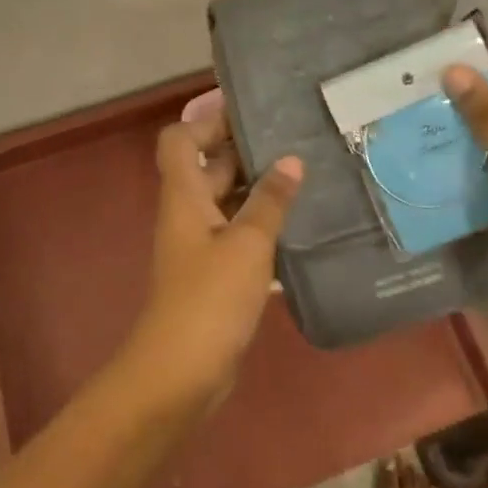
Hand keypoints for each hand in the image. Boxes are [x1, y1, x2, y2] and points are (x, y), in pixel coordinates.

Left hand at [122, 103, 303, 412]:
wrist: (181, 373)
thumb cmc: (210, 297)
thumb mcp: (247, 244)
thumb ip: (269, 200)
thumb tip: (291, 160)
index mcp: (184, 194)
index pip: (180, 138)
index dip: (208, 121)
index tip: (251, 114)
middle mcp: (188, 212)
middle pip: (210, 167)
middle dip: (246, 152)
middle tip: (296, 141)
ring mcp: (200, 244)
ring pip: (228, 202)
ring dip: (259, 191)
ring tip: (307, 178)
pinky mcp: (214, 274)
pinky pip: (238, 236)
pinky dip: (262, 227)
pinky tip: (300, 228)